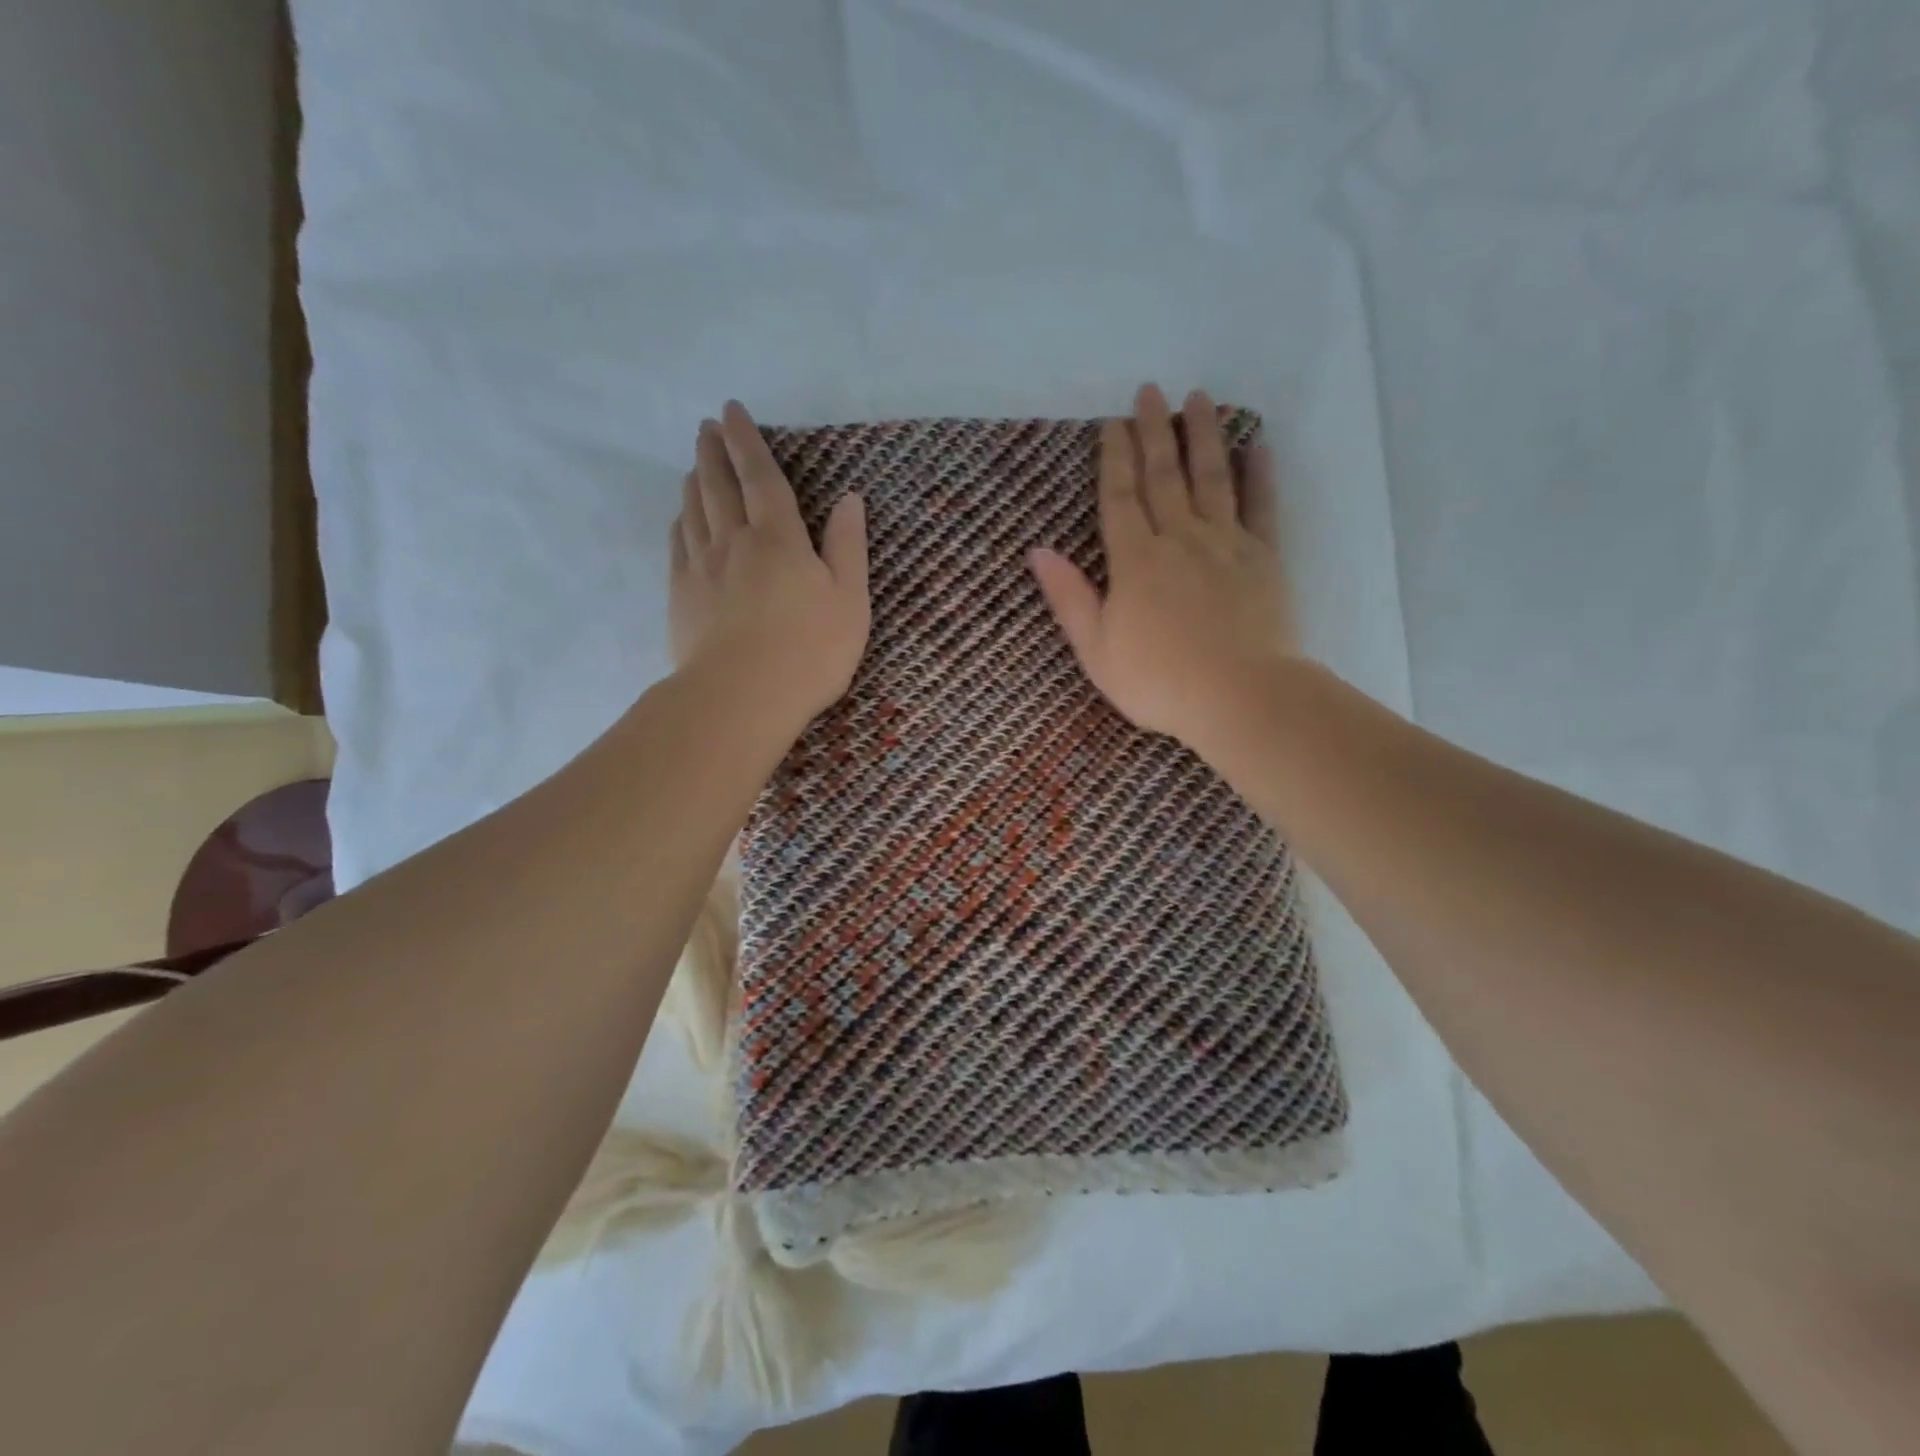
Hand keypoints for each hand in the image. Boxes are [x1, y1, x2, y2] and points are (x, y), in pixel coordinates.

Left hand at [670, 400, 869, 725]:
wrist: (741, 698)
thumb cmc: (809, 652)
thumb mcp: (850, 600)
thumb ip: (848, 546)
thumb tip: (849, 499)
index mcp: (779, 538)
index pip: (760, 477)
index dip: (747, 441)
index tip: (732, 411)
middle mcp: (734, 541)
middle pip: (719, 486)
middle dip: (714, 452)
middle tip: (707, 427)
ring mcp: (701, 568)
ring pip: (694, 511)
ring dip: (695, 480)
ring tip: (695, 463)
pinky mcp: (681, 596)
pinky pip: (678, 545)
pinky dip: (680, 521)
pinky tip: (682, 517)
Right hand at [1028, 383, 1296, 755]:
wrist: (1239, 697)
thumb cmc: (1158, 681)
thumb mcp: (1096, 649)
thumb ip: (1069, 597)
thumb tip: (1037, 551)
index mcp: (1135, 561)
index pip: (1121, 498)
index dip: (1115, 459)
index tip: (1114, 422)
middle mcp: (1179, 539)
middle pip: (1164, 476)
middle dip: (1155, 431)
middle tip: (1151, 390)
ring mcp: (1225, 544)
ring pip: (1212, 478)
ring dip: (1204, 436)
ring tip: (1200, 398)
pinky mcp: (1264, 558)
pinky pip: (1261, 507)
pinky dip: (1259, 475)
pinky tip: (1257, 447)